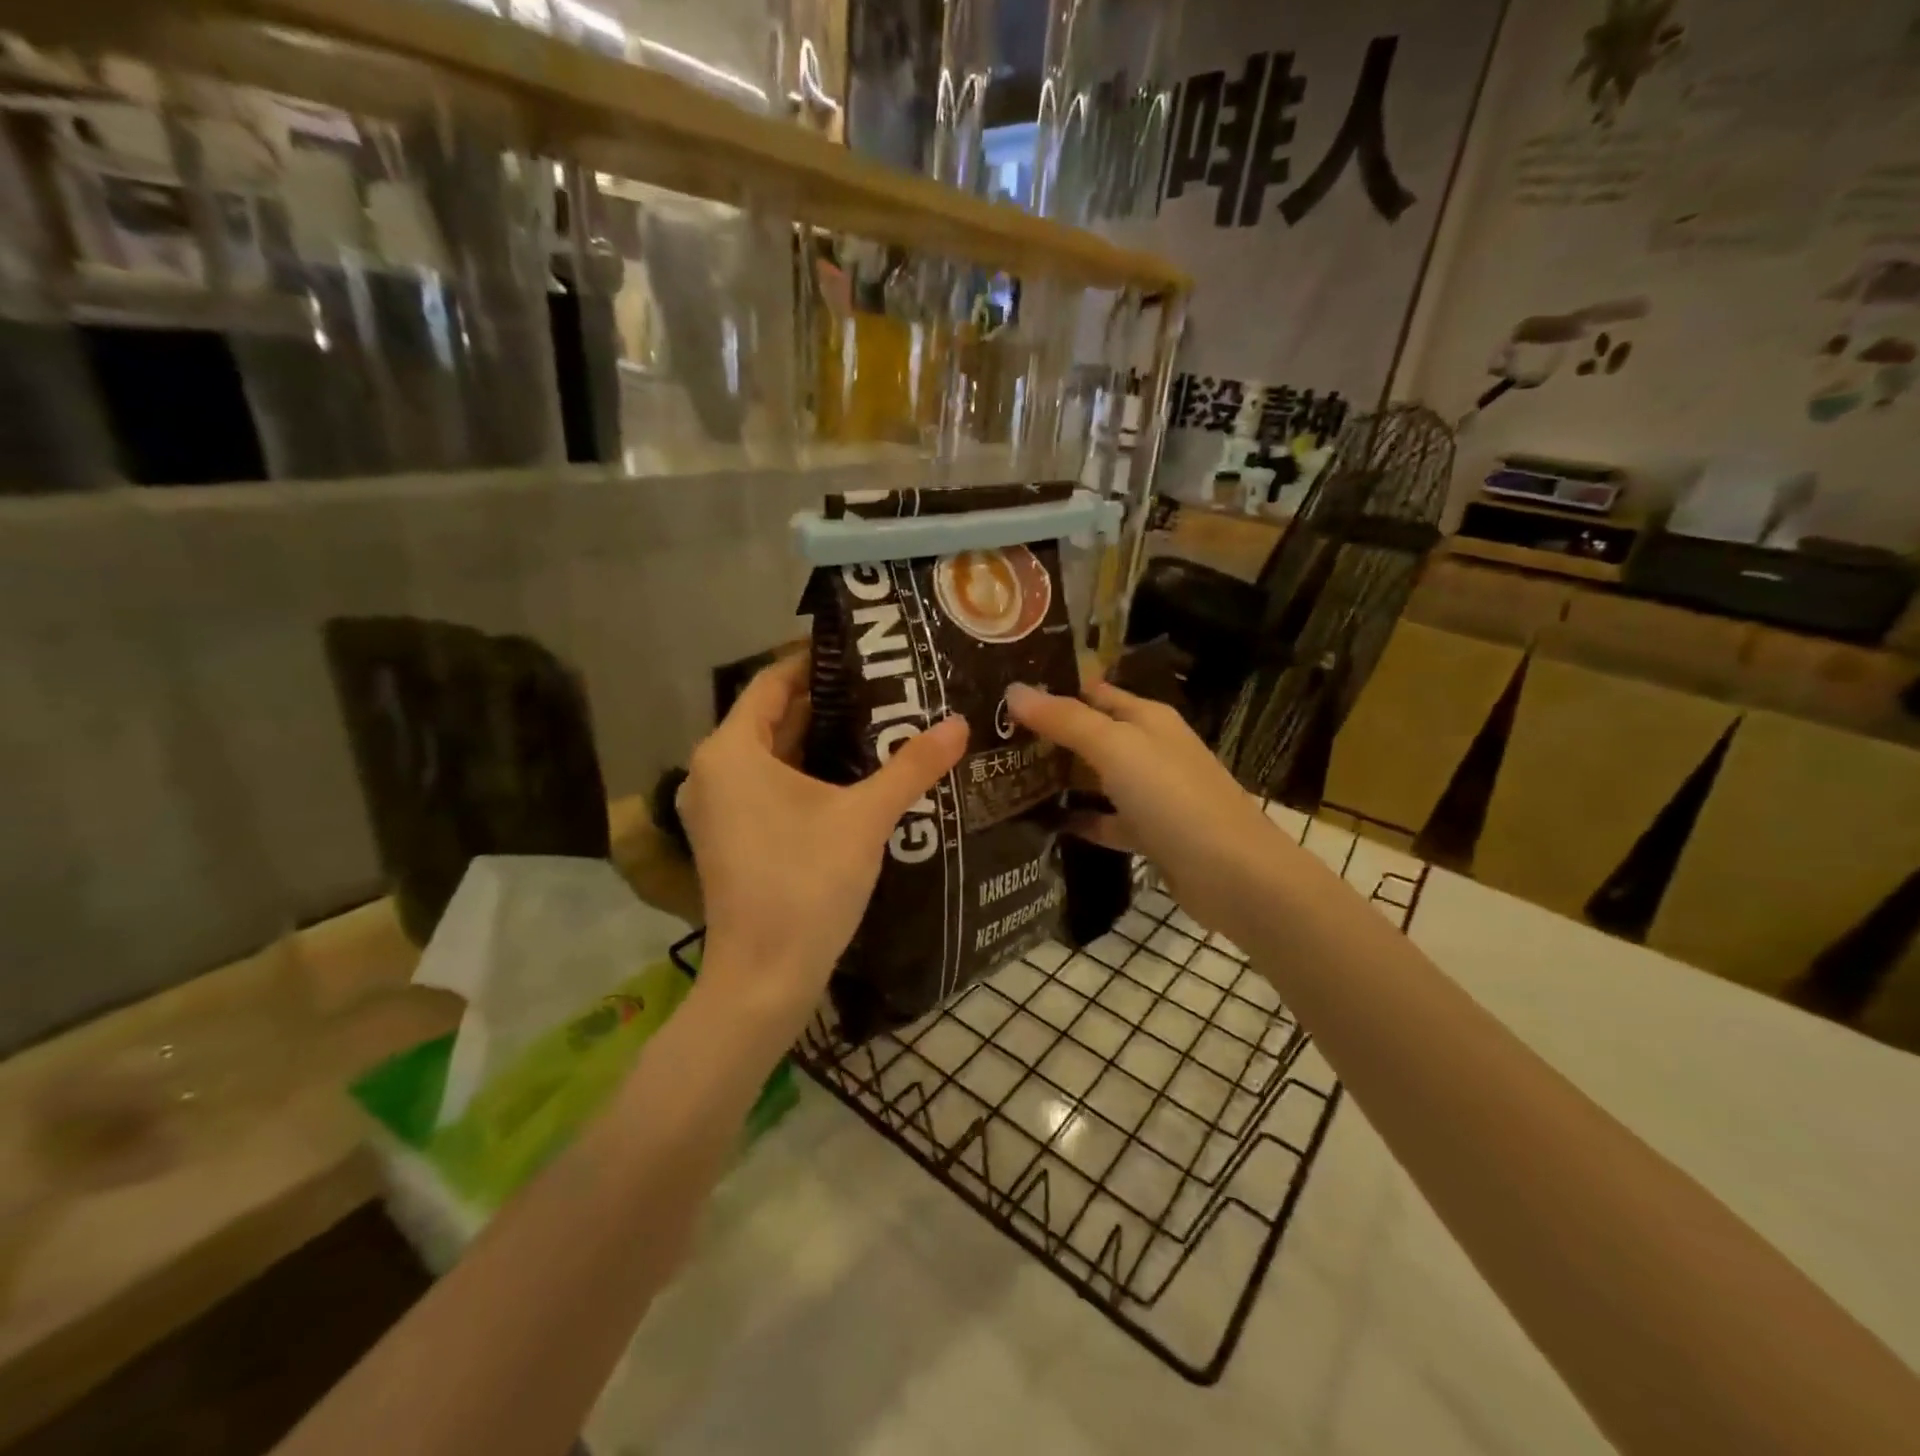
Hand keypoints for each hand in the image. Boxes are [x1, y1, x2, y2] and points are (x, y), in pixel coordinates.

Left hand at [677, 654, 967, 1030]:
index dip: (815, 662)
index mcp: (731, 751)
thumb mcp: (864, 818)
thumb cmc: (805, 884)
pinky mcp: (730, 837)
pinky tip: (853, 774)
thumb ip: (911, 767)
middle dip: (826, 701)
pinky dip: (805, 772)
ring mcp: (718, 807)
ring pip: (771, 754)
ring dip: (818, 739)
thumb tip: (960, 724)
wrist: (764, 978)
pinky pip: (768, 784)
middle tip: (885, 686)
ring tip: (879, 721)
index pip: (772, 682)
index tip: (864, 651)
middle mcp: (713, 771)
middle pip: (771, 717)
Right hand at [1006, 681, 1287, 940]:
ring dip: (1059, 778)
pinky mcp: (1150, 834)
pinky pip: (1106, 821)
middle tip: (991, 738)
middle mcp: (1150, 750)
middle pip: (1092, 734)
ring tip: (1005, 778)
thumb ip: (1065, 719)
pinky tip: (1043, 825)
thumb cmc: (1173, 798)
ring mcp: (1151, 794)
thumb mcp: (1115, 747)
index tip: (1003, 693)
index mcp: (1146, 719)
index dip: (1053, 689)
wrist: (1233, 875)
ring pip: (1096, 778)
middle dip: (1048, 735)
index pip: (1093, 691)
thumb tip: (1013, 690)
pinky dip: (1079, 820)